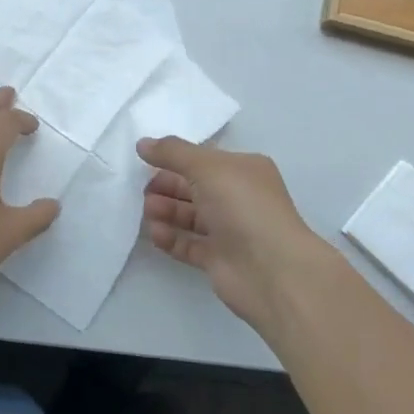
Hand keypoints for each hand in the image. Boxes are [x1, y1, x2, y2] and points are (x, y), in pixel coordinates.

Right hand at [137, 136, 344, 333]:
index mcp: (243, 170)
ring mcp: (229, 230)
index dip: (175, 159)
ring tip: (148, 212)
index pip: (204, 160)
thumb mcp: (207, 167)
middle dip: (167, 186)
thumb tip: (142, 143)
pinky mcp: (218, 259)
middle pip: (193, 187)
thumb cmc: (242, 206)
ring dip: (166, 211)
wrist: (271, 270)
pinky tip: (156, 234)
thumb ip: (172, 153)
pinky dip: (171, 238)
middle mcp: (238, 198)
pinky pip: (188, 244)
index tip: (145, 161)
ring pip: (190, 216)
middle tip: (144, 191)